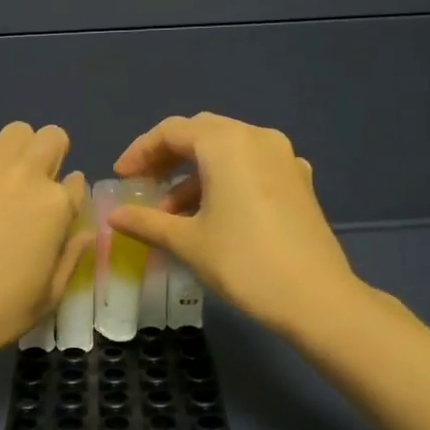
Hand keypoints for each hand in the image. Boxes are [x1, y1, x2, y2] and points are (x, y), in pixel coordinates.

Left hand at [0, 122, 89, 365]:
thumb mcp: (49, 295)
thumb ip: (71, 255)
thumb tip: (83, 231)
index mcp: (56, 205)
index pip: (77, 183)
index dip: (69, 199)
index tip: (56, 217)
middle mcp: (25, 174)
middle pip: (50, 138)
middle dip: (48, 158)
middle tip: (31, 192)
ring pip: (14, 134)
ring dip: (15, 155)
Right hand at [108, 112, 358, 336]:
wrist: (316, 298)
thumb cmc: (243, 262)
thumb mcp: (187, 242)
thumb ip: (146, 222)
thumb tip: (114, 217)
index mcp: (227, 143)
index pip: (172, 131)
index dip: (140, 151)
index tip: (121, 178)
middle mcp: (257, 139)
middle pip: (201, 134)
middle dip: (167, 158)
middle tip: (143, 185)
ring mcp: (284, 159)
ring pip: (227, 151)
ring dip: (194, 174)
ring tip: (171, 213)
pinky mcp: (298, 182)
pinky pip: (251, 168)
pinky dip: (223, 181)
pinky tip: (211, 215)